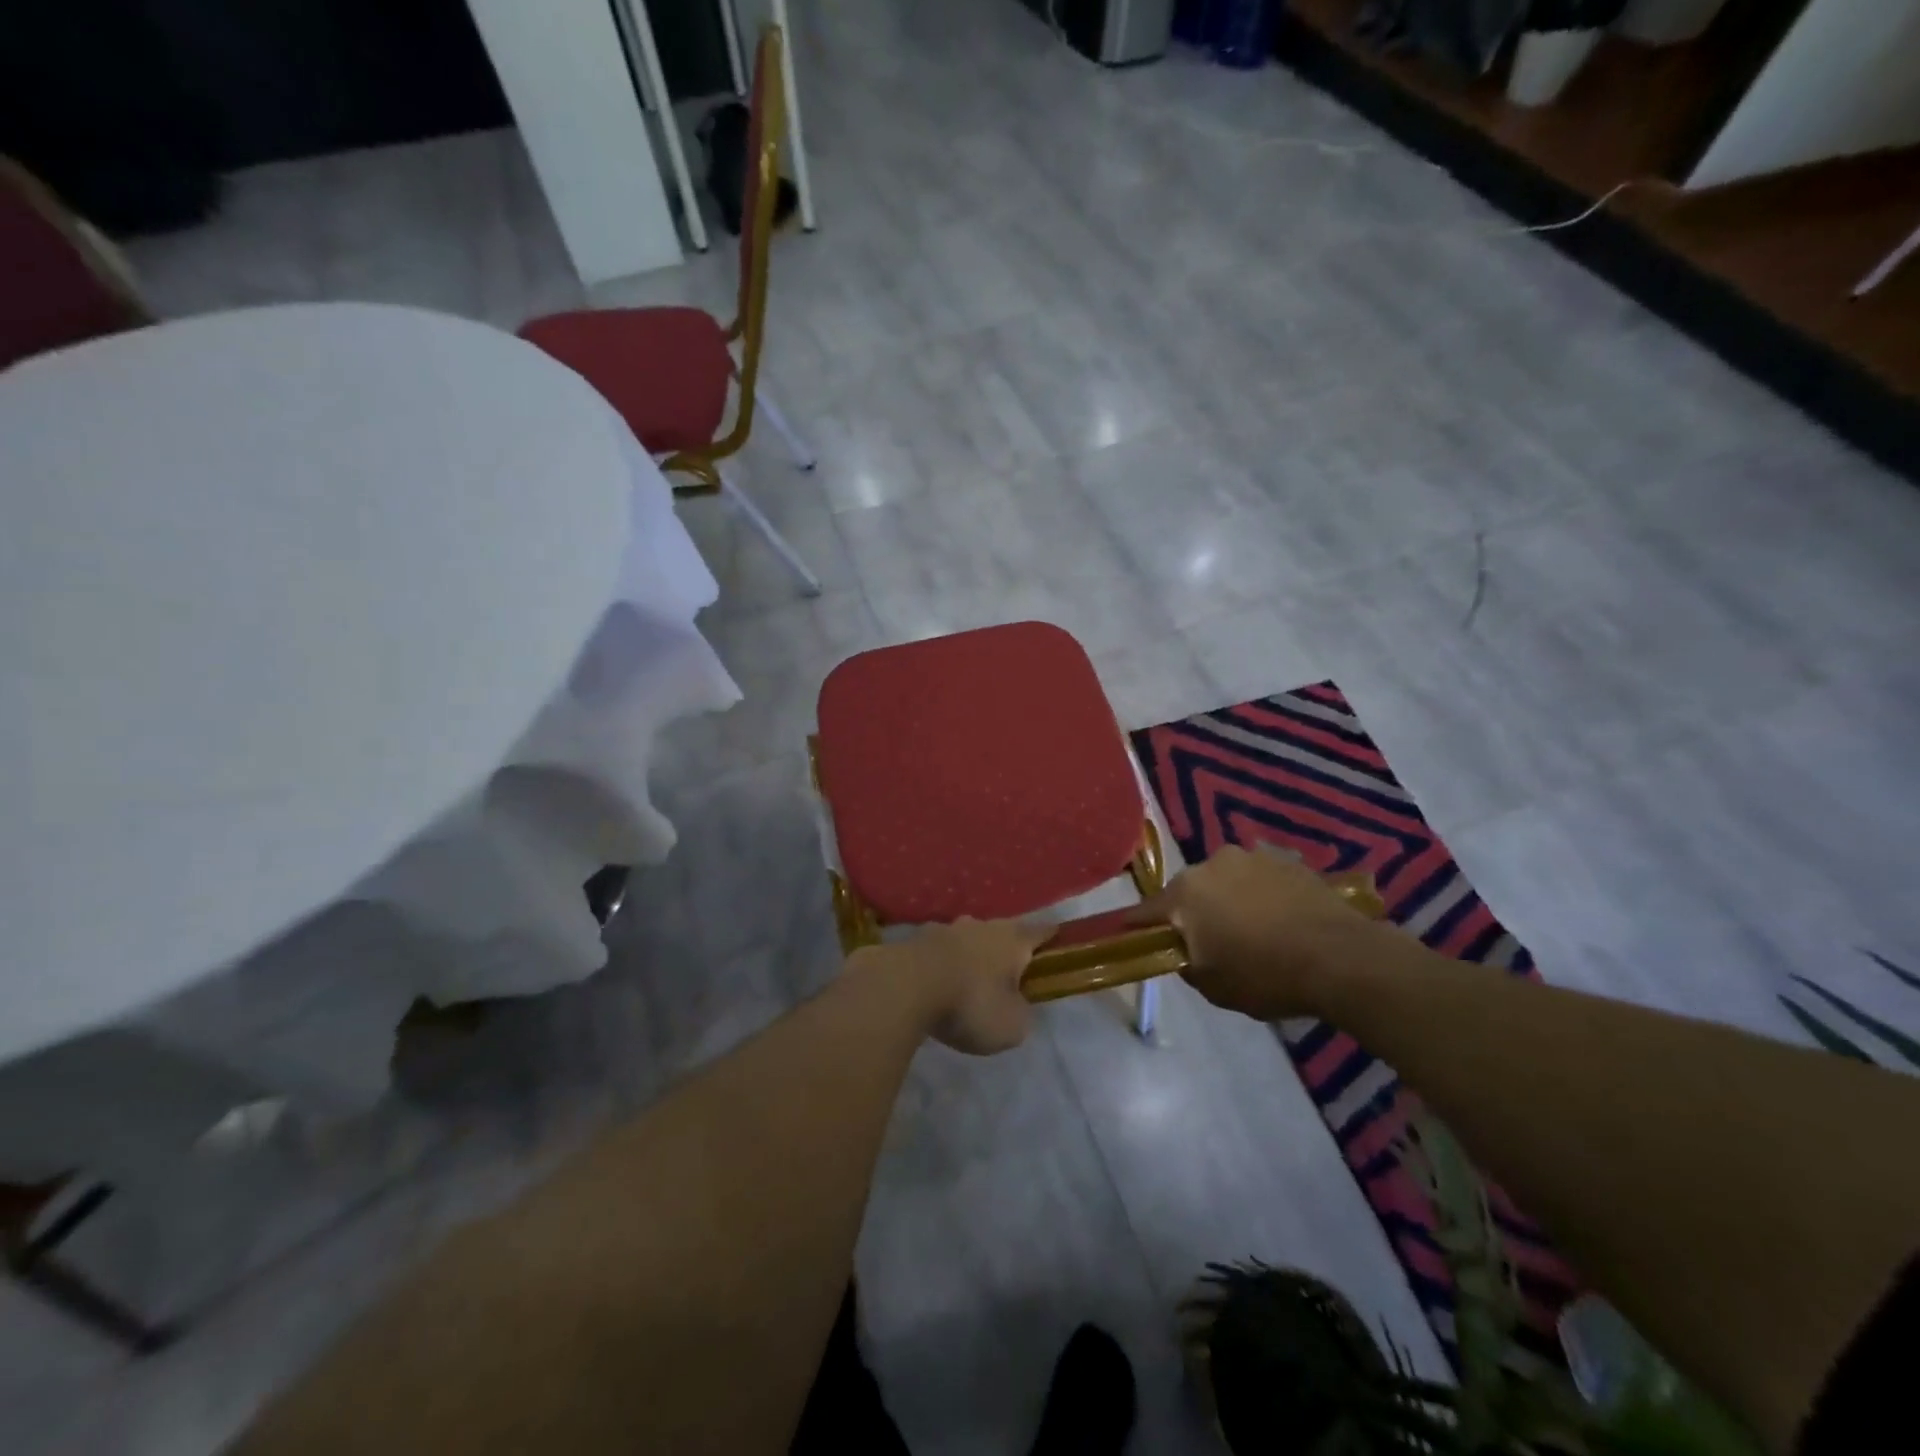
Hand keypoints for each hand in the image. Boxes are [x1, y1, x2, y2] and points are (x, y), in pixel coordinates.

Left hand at [859, 918, 1050, 1055]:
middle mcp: (980, 926)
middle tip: (1008, 972)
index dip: (1050, 936)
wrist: (904, 987)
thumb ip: (1021, 1015)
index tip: (1058, 938)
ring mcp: (944, 929)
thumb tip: (1016, 1007)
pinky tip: (936, 983)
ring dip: (970, 955)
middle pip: (1000, 932)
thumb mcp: (1011, 1026)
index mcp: (1012, 939)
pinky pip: (937, 952)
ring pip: (966, 939)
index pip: (1040, 931)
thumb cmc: (970, 1003)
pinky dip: (941, 965)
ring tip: (968, 980)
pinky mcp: (914, 941)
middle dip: (1005, 949)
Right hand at [1127, 846, 1379, 1019]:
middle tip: (1209, 941)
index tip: (1132, 936)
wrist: (1341, 958)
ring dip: (1230, 899)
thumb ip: (1187, 964)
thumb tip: (1186, 951)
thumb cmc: (1266, 975)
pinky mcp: (1288, 860)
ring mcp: (1253, 856)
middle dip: (1194, 912)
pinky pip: (1261, 879)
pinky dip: (1262, 895)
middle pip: (1190, 891)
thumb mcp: (1213, 986)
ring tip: (1253, 930)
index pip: (1146, 911)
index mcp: (1185, 893)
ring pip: (1227, 881)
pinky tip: (1280, 920)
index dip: (1138, 926)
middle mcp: (1212, 863)